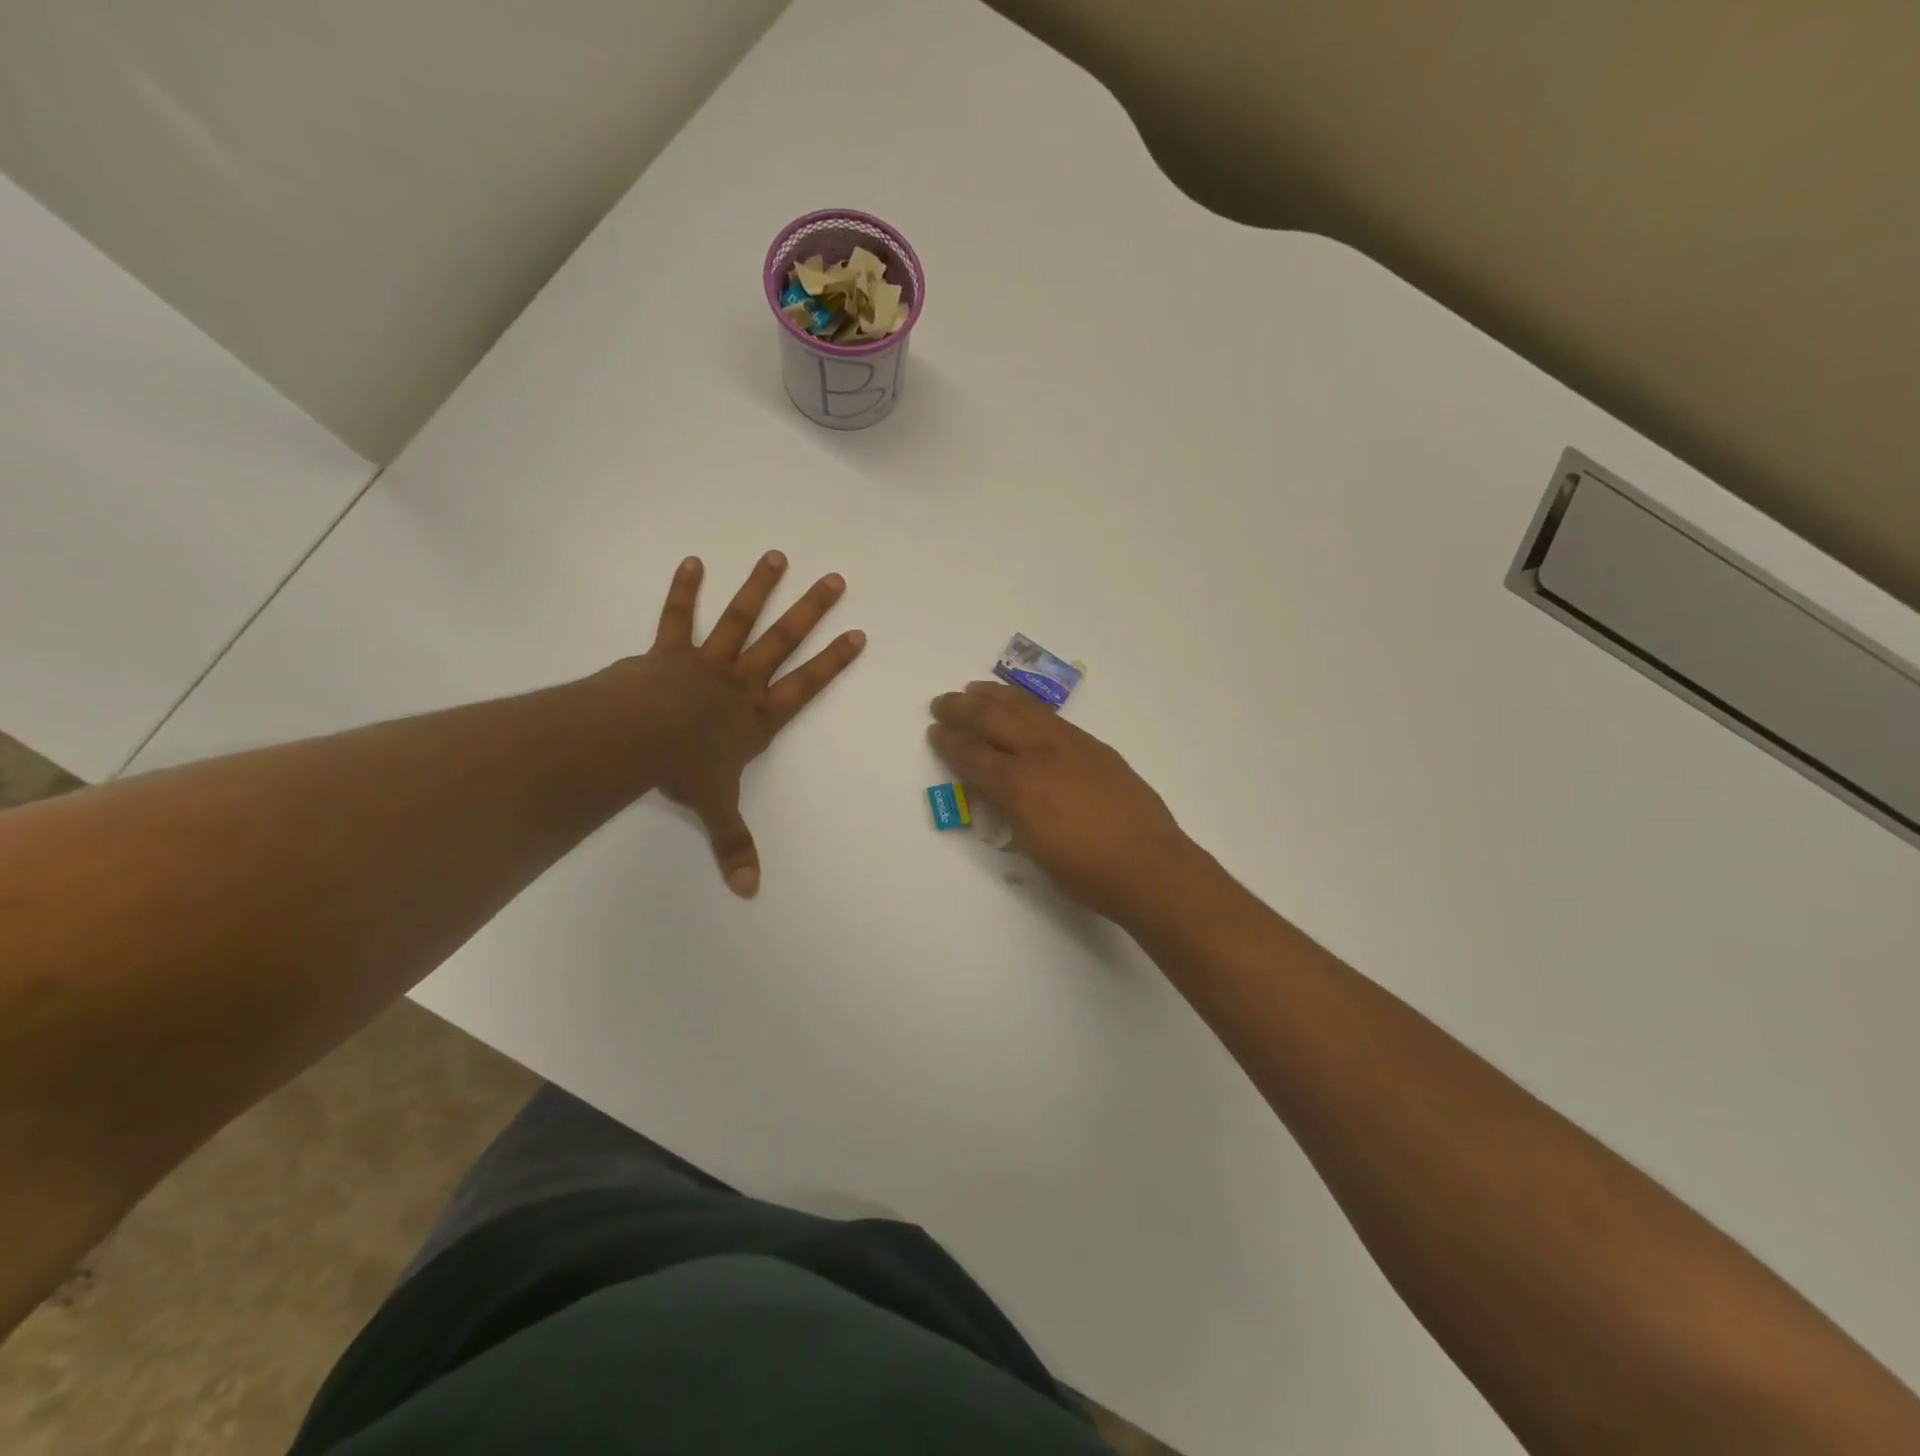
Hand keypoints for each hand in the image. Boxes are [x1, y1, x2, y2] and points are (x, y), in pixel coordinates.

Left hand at [620, 552, 863, 897]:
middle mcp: (741, 683)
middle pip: (783, 641)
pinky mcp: (669, 652)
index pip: (807, 686)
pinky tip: (693, 562)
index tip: (856, 634)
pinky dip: (684, 591)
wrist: (637, 738)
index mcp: (759, 717)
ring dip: (759, 589)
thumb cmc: (684, 770)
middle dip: (810, 611)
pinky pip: (677, 619)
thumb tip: (750, 892)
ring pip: (740, 621)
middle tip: (834, 580)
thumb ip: (734, 846)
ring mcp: (707, 662)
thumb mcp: (716, 809)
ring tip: (776, 557)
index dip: (833, 662)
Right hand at [927, 682, 1197, 922]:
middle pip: (994, 720)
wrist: (1149, 866)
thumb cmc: (1087, 873)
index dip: (950, 743)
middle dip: (963, 709)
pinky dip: (1030, 707)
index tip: (935, 730)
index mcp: (1020, 786)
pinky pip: (1053, 718)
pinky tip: (1024, 708)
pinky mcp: (1096, 747)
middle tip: (942, 701)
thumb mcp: (1034, 848)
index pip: (974, 757)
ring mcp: (1072, 746)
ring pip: (1026, 710)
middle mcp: (1041, 755)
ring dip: (996, 697)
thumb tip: (1000, 792)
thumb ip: (1012, 813)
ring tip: (976, 688)